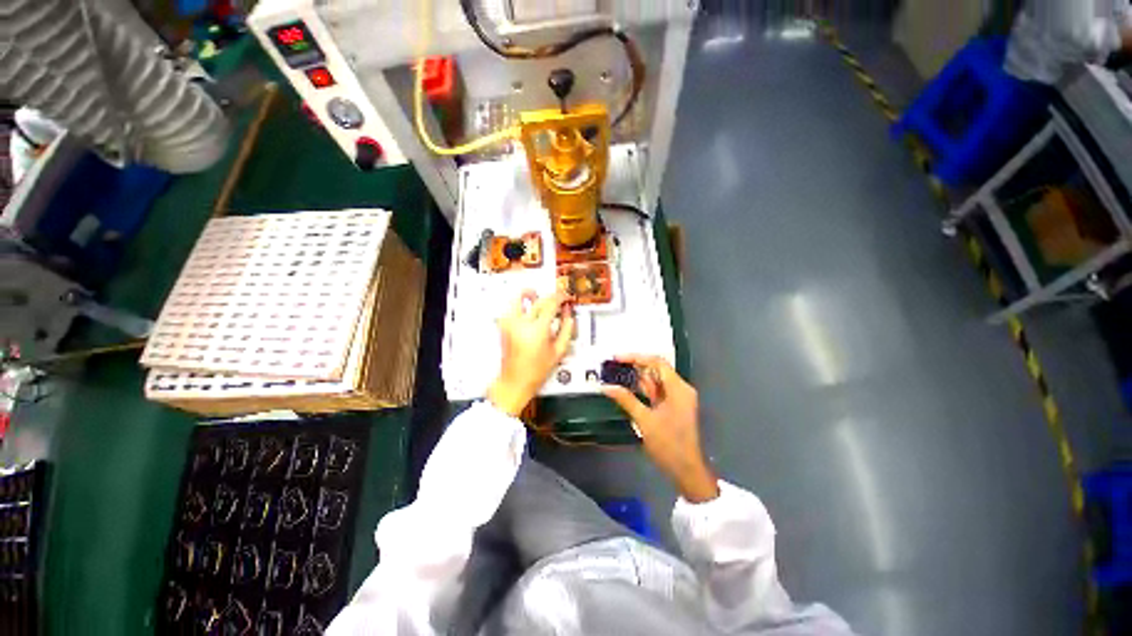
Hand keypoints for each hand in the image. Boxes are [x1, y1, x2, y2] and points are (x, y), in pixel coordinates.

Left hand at [487, 290, 575, 416]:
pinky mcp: (503, 326)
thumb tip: (568, 314)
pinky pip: (511, 307)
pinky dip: (520, 304)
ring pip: (518, 298)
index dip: (561, 297)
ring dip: (530, 294)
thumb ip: (566, 329)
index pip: (551, 303)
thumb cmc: (537, 369)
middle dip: (550, 297)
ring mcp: (510, 323)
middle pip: (537, 299)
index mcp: (537, 329)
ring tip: (538, 298)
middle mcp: (521, 323)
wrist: (515, 381)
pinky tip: (529, 310)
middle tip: (558, 300)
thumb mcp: (558, 351)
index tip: (566, 297)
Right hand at [603, 356, 719, 502]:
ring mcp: (678, 398)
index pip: (657, 362)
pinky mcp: (674, 406)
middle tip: (613, 366)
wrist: (686, 470)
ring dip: (638, 378)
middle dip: (635, 366)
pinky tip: (628, 388)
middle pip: (656, 369)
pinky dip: (643, 389)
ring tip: (616, 374)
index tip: (617, 358)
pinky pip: (657, 391)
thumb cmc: (668, 444)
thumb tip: (606, 387)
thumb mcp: (644, 420)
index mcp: (678, 388)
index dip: (636, 357)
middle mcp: (680, 389)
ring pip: (656, 381)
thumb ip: (626, 400)